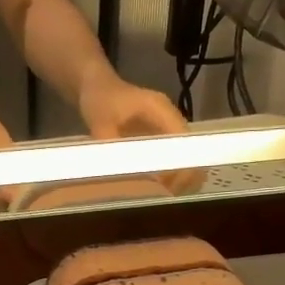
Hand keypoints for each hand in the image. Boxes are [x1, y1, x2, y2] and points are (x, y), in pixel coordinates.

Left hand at [77, 73, 206, 193]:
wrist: (95, 88)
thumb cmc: (100, 100)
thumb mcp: (99, 120)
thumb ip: (110, 142)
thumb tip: (118, 168)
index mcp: (160, 109)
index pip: (182, 138)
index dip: (181, 163)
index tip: (171, 186)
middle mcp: (170, 118)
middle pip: (189, 148)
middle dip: (184, 174)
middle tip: (168, 196)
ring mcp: (167, 127)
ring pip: (184, 155)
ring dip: (179, 176)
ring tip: (164, 196)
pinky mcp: (160, 137)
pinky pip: (172, 157)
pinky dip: (169, 173)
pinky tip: (157, 189)